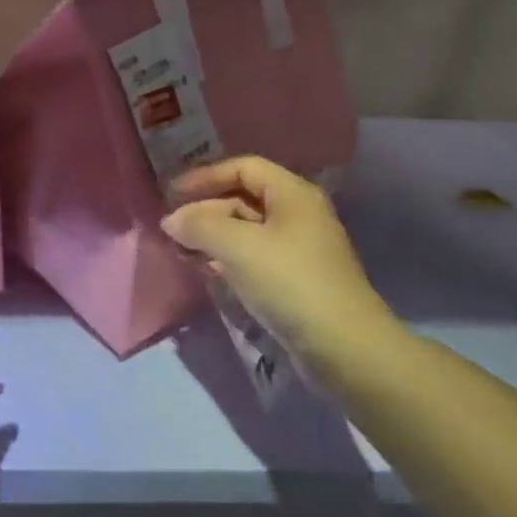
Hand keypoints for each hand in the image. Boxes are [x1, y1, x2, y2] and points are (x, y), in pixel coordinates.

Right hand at [161, 156, 398, 371]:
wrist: (345, 348)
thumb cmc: (291, 282)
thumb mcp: (239, 247)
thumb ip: (199, 226)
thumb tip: (170, 220)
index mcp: (293, 194)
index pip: (243, 168)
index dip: (205, 177)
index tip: (172, 194)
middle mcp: (298, 215)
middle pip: (243, 198)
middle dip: (205, 210)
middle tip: (172, 229)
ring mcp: (298, 249)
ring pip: (246, 231)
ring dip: (212, 236)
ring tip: (181, 250)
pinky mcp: (294, 281)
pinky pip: (253, 258)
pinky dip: (227, 258)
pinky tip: (206, 270)